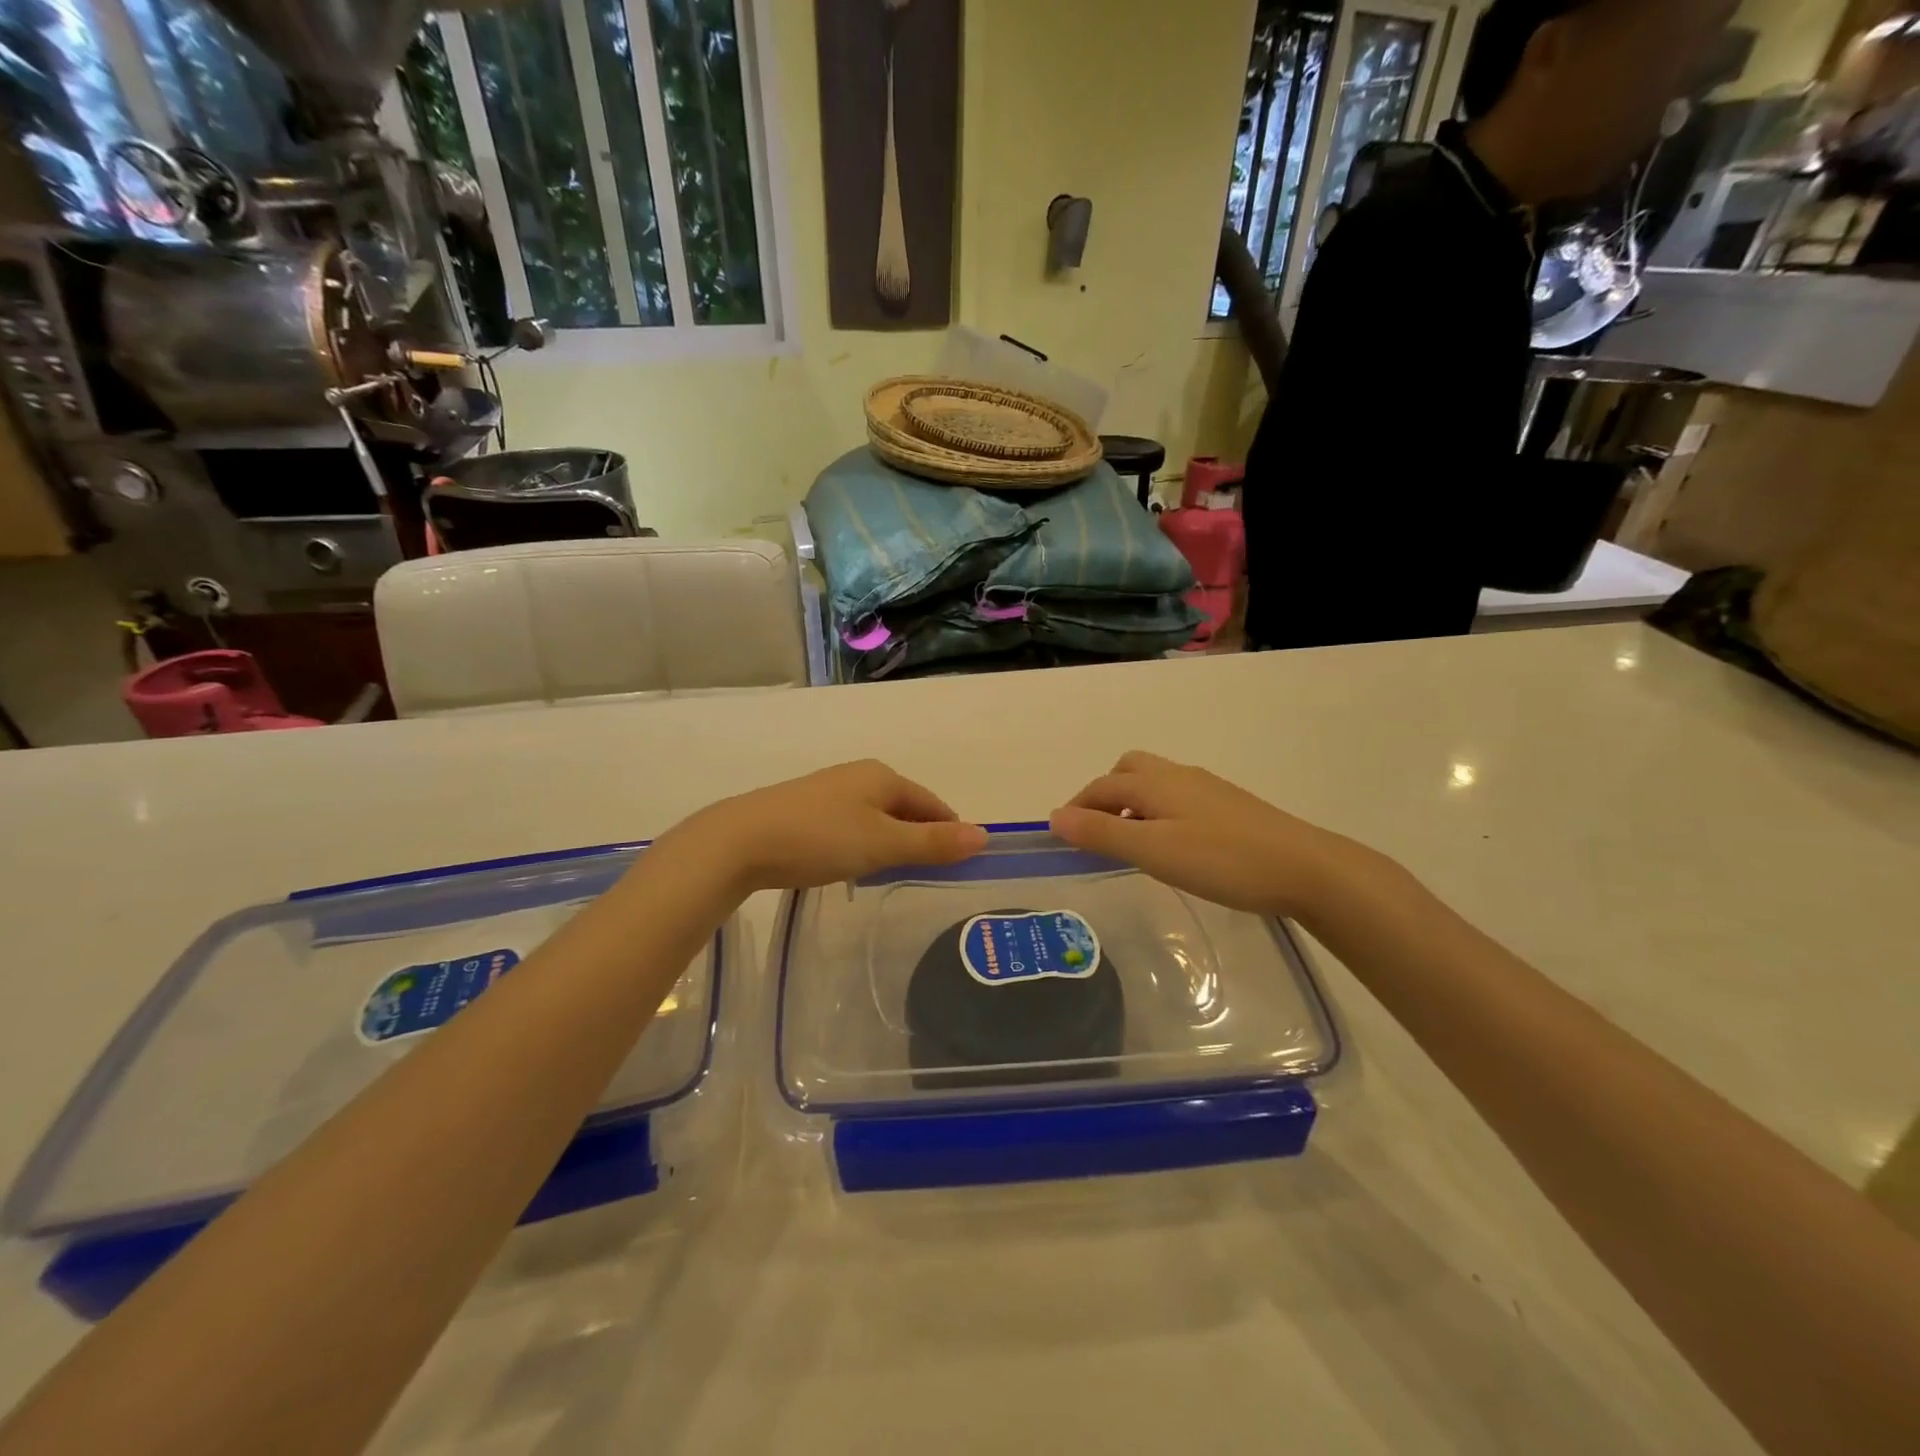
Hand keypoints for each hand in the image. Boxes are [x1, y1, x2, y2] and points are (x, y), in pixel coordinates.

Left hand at [673, 760, 986, 893]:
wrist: (740, 841)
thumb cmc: (820, 838)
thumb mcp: (883, 844)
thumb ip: (933, 843)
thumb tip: (984, 835)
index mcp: (883, 776)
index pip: (933, 803)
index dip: (950, 832)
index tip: (959, 865)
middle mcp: (859, 776)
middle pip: (906, 808)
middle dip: (920, 837)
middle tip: (928, 875)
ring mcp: (830, 790)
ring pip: (877, 817)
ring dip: (891, 842)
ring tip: (892, 874)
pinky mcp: (806, 809)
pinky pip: (851, 824)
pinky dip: (863, 843)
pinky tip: (852, 865)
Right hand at [1051, 751, 1379, 920]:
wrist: (1305, 868)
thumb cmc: (1221, 860)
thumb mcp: (1152, 850)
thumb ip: (1102, 832)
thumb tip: (1055, 816)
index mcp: (1154, 782)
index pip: (1100, 786)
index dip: (1076, 807)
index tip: (1061, 836)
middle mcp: (1178, 775)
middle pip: (1128, 770)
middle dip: (1104, 794)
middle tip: (1096, 832)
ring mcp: (1207, 788)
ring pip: (1155, 783)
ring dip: (1132, 803)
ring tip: (1130, 841)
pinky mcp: (1229, 806)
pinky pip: (1177, 797)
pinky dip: (1158, 811)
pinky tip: (1172, 844)